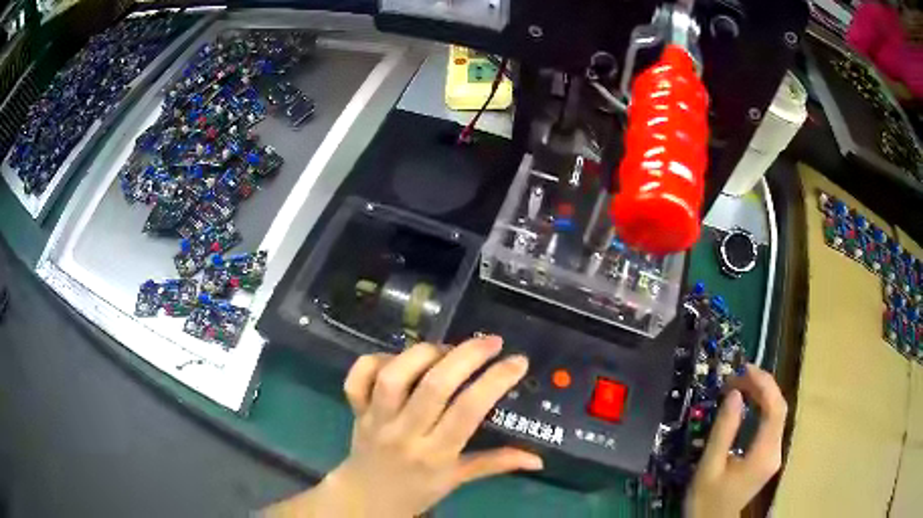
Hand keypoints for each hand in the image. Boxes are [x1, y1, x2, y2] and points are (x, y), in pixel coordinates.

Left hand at [269, 336, 541, 517]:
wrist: (367, 497)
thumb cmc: (418, 489)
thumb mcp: (458, 480)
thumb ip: (497, 464)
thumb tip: (538, 460)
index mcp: (436, 454)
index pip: (468, 411)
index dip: (495, 381)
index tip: (517, 361)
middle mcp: (405, 433)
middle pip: (434, 386)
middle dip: (467, 355)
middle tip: (491, 342)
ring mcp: (376, 419)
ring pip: (394, 376)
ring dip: (423, 354)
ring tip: (445, 349)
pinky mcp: (356, 409)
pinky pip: (358, 377)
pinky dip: (376, 359)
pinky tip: (399, 359)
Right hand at [684, 364, 787, 517]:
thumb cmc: (707, 500)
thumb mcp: (710, 466)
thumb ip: (724, 431)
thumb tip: (735, 393)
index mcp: (764, 454)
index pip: (775, 408)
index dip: (764, 383)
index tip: (744, 369)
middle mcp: (776, 450)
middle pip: (778, 408)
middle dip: (761, 386)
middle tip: (736, 376)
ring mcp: (774, 454)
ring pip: (776, 414)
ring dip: (760, 395)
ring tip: (738, 385)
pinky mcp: (768, 456)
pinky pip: (770, 423)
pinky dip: (759, 408)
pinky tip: (746, 404)